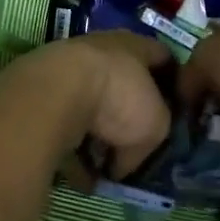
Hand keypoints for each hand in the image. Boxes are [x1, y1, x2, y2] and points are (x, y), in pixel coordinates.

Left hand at [20, 32, 171, 186]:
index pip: (163, 57)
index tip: (178, 110)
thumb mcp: (155, 126)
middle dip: (128, 116)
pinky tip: (77, 174)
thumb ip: (150, 140)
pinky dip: (71, 148)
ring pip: (91, 105)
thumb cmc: (119, 98)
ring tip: (102, 166)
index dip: (174, 83)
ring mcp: (68, 69)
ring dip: (97, 134)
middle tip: (135, 145)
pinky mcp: (41, 92)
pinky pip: (64, 124)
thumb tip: (122, 163)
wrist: (55, 93)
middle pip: (123, 82)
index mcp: (135, 46)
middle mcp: (101, 50)